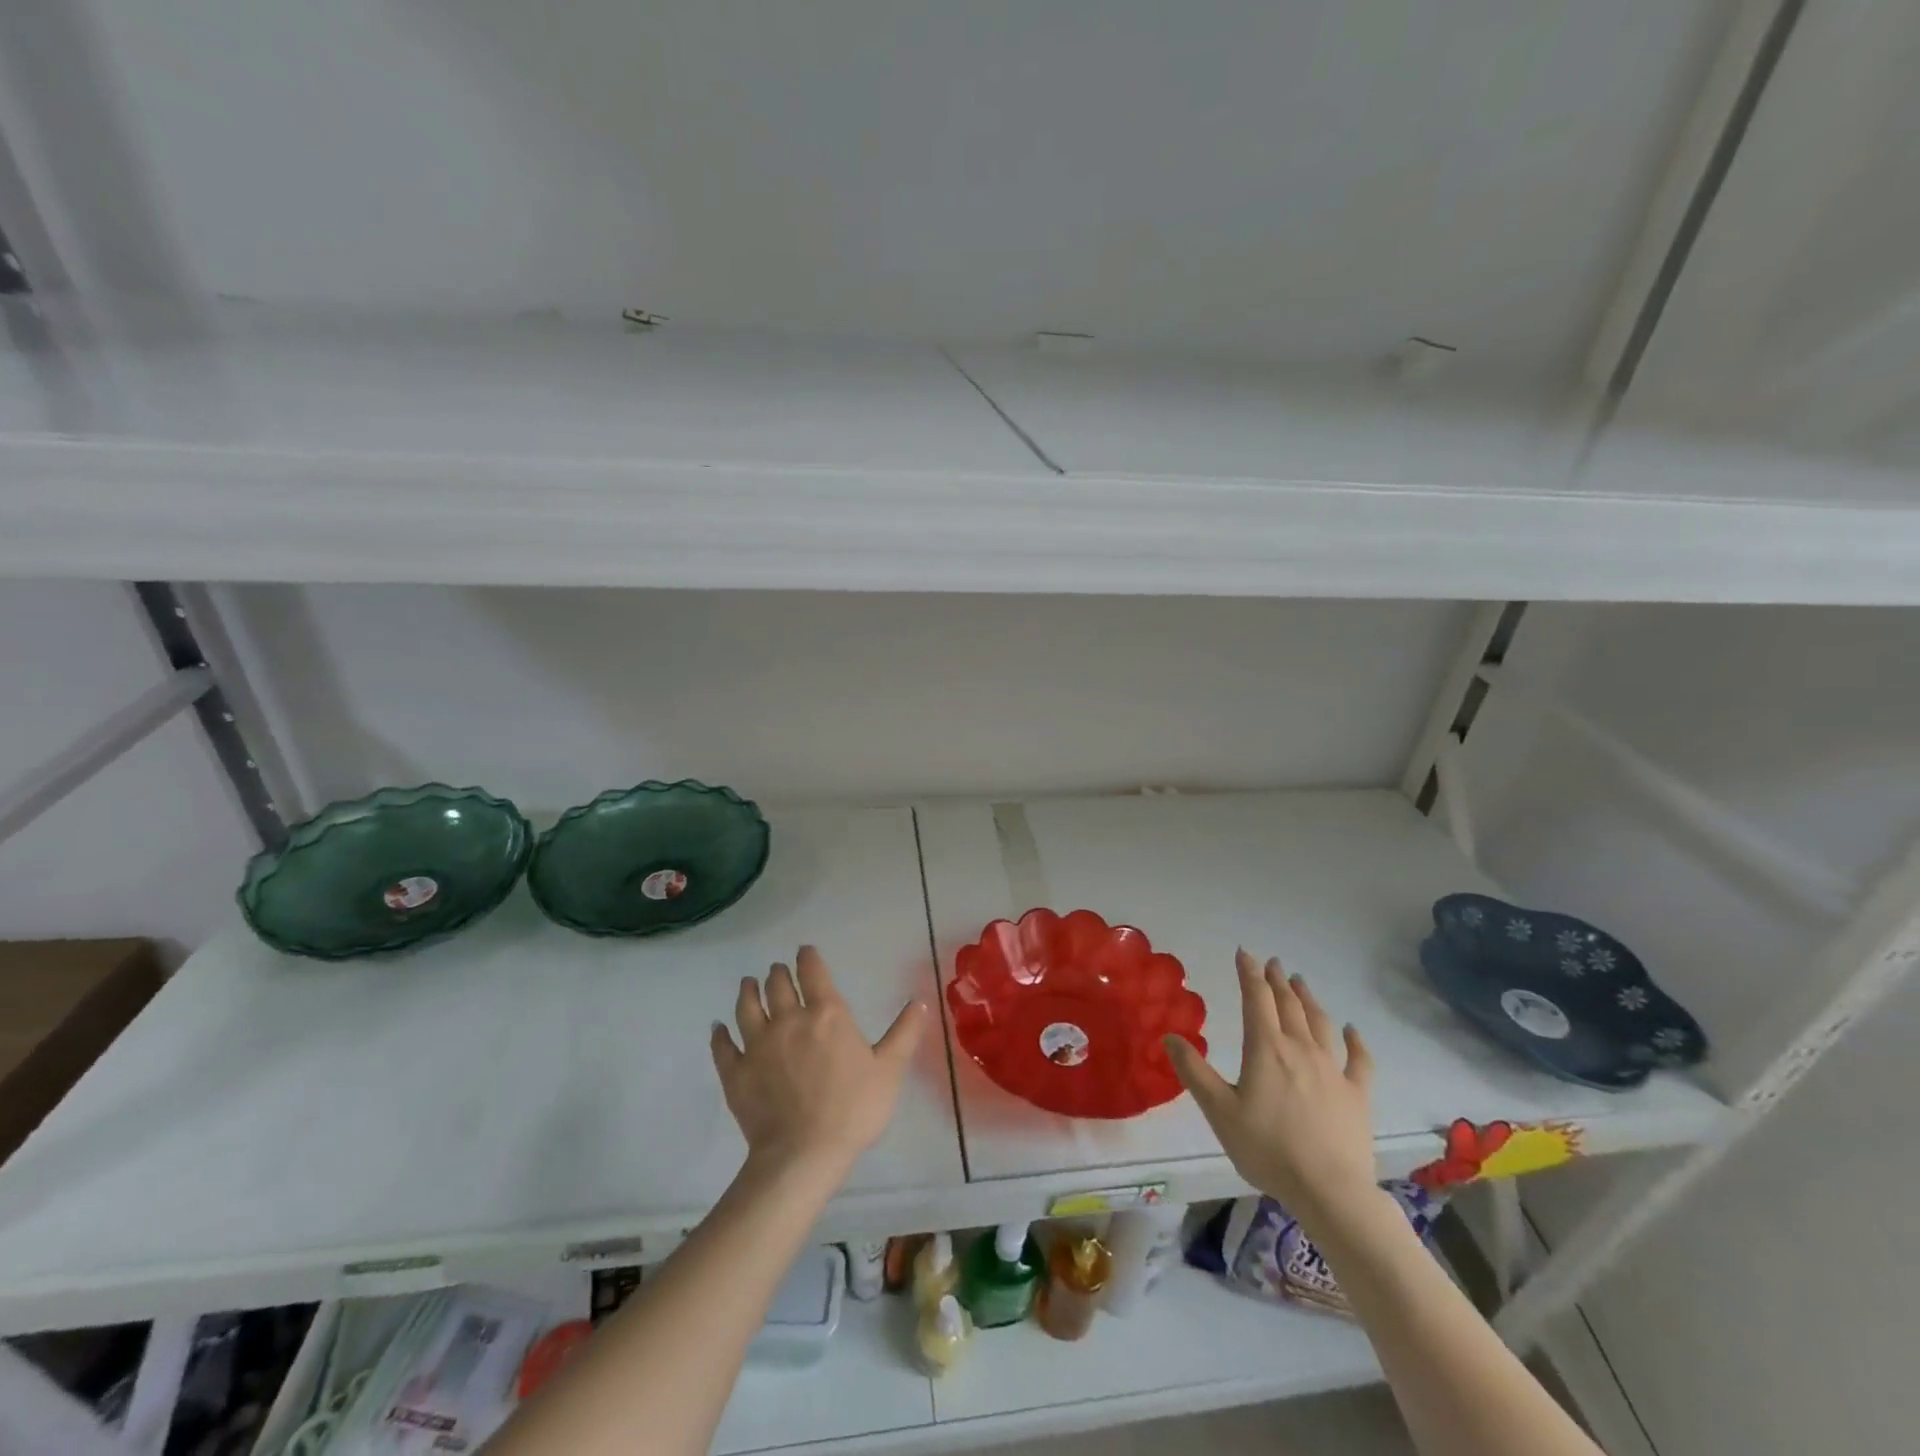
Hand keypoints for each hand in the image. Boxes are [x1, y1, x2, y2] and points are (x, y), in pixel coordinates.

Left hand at [712, 946, 926, 1179]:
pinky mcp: (735, 1071)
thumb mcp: (889, 1070)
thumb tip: (918, 1001)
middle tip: (778, 970)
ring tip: (748, 984)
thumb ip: (904, 1033)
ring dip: (748, 991)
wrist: (803, 1154)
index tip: (804, 952)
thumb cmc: (853, 1109)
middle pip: (777, 984)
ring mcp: (757, 1044)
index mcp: (827, 1013)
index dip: (807, 957)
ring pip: (747, 1006)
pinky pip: (723, 1045)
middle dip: (778, 973)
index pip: (812, 971)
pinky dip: (720, 1034)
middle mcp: (789, 1019)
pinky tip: (718, 1028)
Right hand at [1165, 949, 1376, 1227]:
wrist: (1330, 1191)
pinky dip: (1355, 1041)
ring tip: (1301, 982)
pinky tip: (1352, 1031)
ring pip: (1320, 1023)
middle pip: (1289, 1005)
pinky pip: (1358, 1060)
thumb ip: (1194, 1072)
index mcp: (1266, 1048)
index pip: (1256, 999)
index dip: (1249, 973)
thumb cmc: (1268, 1149)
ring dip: (1309, 999)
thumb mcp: (1219, 1111)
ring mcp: (1333, 1070)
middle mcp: (1301, 1049)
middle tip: (1272, 963)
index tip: (1244, 953)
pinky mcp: (1356, 1094)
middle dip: (1278, 980)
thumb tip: (1170, 1036)